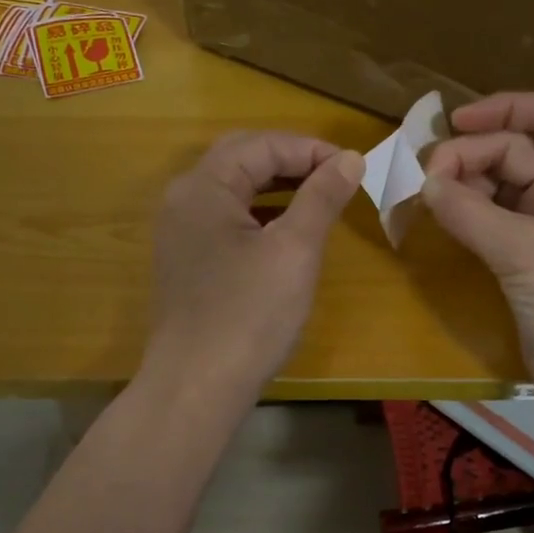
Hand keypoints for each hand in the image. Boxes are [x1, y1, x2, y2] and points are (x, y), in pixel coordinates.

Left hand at [144, 131, 363, 400]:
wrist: (196, 387)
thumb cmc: (249, 315)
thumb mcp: (294, 250)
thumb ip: (322, 197)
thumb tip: (350, 158)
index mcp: (204, 186)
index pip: (261, 145)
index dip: (310, 149)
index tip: (353, 167)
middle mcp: (183, 200)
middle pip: (241, 159)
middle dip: (291, 161)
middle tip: (336, 176)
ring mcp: (180, 232)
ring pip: (233, 190)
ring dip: (276, 186)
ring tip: (319, 198)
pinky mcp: (186, 261)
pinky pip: (226, 219)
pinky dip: (260, 214)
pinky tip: (286, 231)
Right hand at [422, 93, 533, 429]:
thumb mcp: (525, 249)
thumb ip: (470, 211)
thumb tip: (424, 182)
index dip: (507, 108)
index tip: (455, 122)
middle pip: (520, 151)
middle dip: (474, 156)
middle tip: (428, 176)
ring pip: (505, 189)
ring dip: (468, 187)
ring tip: (430, 197)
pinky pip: (498, 224)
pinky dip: (472, 218)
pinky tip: (444, 219)